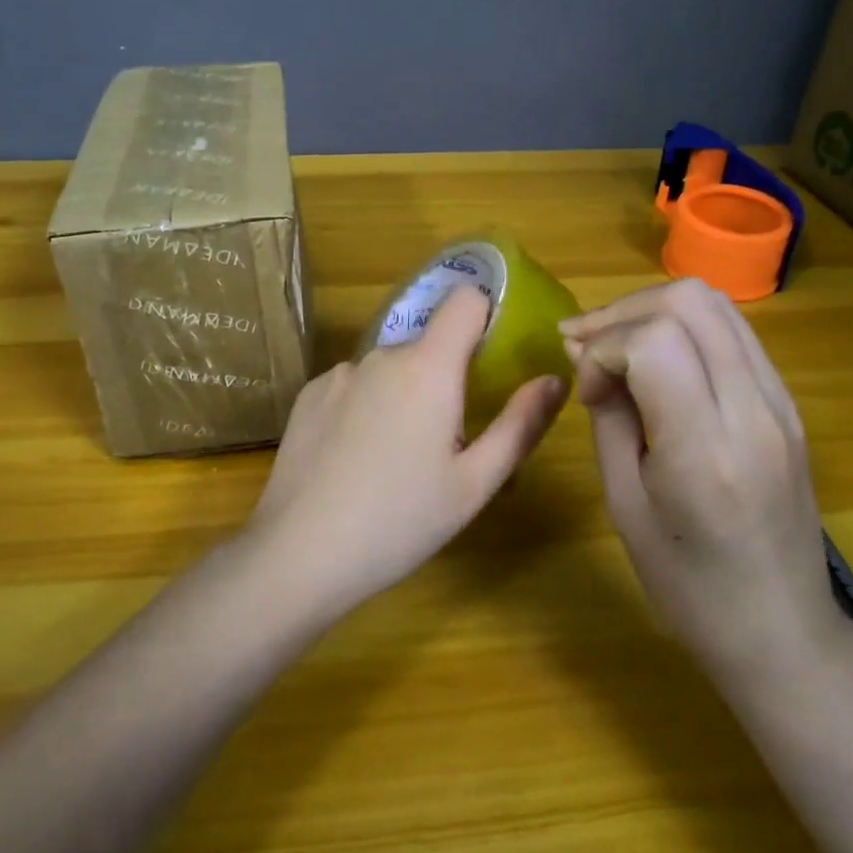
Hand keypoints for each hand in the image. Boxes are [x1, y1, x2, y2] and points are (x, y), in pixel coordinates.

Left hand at [246, 286, 568, 618]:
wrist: (299, 553)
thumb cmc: (400, 521)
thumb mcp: (474, 483)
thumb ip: (520, 425)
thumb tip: (553, 379)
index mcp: (428, 367)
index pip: (465, 300)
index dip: (485, 317)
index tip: (492, 359)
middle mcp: (381, 355)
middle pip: (428, 345)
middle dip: (444, 379)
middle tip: (446, 442)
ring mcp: (339, 373)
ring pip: (389, 369)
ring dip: (402, 395)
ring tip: (395, 460)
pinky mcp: (308, 395)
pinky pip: (353, 385)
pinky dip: (364, 407)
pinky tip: (352, 459)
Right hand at [562, 280, 846, 686]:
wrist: (784, 633)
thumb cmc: (689, 586)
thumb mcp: (625, 505)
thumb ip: (608, 419)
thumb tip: (587, 357)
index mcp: (705, 450)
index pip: (653, 342)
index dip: (604, 348)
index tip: (587, 390)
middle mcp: (753, 411)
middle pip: (689, 302)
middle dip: (622, 312)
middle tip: (585, 346)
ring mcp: (781, 402)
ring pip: (715, 304)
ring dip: (652, 310)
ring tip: (614, 345)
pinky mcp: (788, 403)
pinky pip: (733, 332)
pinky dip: (684, 326)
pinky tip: (655, 359)